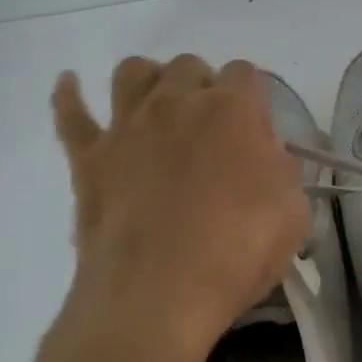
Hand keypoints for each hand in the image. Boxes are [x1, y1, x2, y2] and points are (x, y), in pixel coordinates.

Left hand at [39, 55, 308, 361]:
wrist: (157, 295)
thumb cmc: (236, 253)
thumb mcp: (293, 212)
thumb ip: (281, 169)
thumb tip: (264, 155)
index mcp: (231, 110)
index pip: (244, 73)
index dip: (251, 97)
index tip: (254, 132)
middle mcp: (177, 102)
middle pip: (188, 66)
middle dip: (202, 85)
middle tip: (209, 128)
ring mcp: (127, 126)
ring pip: (132, 72)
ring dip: (149, 80)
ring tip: (158, 105)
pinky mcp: (89, 156)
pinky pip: (71, 113)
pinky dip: (69, 95)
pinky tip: (71, 84)